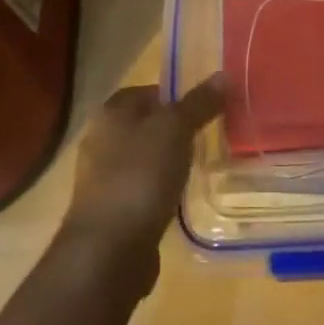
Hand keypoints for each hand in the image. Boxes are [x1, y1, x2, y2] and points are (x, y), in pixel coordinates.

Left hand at [58, 78, 226, 293]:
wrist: (109, 249)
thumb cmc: (140, 177)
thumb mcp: (175, 130)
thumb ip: (198, 103)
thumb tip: (222, 75)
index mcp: (110, 113)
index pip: (147, 90)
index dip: (177, 94)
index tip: (208, 107)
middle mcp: (101, 140)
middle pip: (146, 124)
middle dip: (176, 128)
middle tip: (211, 134)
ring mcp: (103, 178)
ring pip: (145, 157)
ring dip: (169, 160)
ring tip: (201, 165)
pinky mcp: (112, 210)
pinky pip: (143, 188)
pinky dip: (162, 188)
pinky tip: (182, 196)